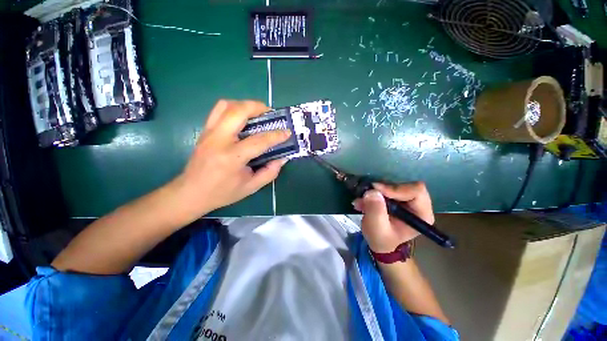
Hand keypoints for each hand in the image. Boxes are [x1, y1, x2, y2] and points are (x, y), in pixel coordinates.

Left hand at [171, 100, 290, 218]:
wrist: (190, 193)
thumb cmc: (222, 192)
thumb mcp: (251, 187)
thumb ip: (270, 172)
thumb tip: (282, 158)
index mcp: (232, 158)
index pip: (259, 141)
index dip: (276, 135)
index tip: (287, 132)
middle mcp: (219, 140)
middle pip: (238, 111)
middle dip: (258, 107)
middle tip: (270, 114)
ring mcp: (209, 133)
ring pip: (225, 105)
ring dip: (244, 105)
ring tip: (256, 113)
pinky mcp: (204, 131)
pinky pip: (218, 111)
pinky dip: (233, 109)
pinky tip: (242, 119)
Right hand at [353, 182, 433, 252]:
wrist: (378, 241)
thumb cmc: (381, 238)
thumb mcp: (377, 228)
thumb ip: (375, 210)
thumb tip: (372, 191)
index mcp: (421, 214)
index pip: (416, 191)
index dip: (396, 189)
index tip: (376, 190)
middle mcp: (418, 204)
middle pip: (404, 185)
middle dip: (383, 189)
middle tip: (366, 195)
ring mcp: (407, 199)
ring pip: (393, 184)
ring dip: (375, 191)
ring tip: (362, 201)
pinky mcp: (396, 196)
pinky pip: (386, 187)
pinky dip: (373, 192)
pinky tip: (363, 201)